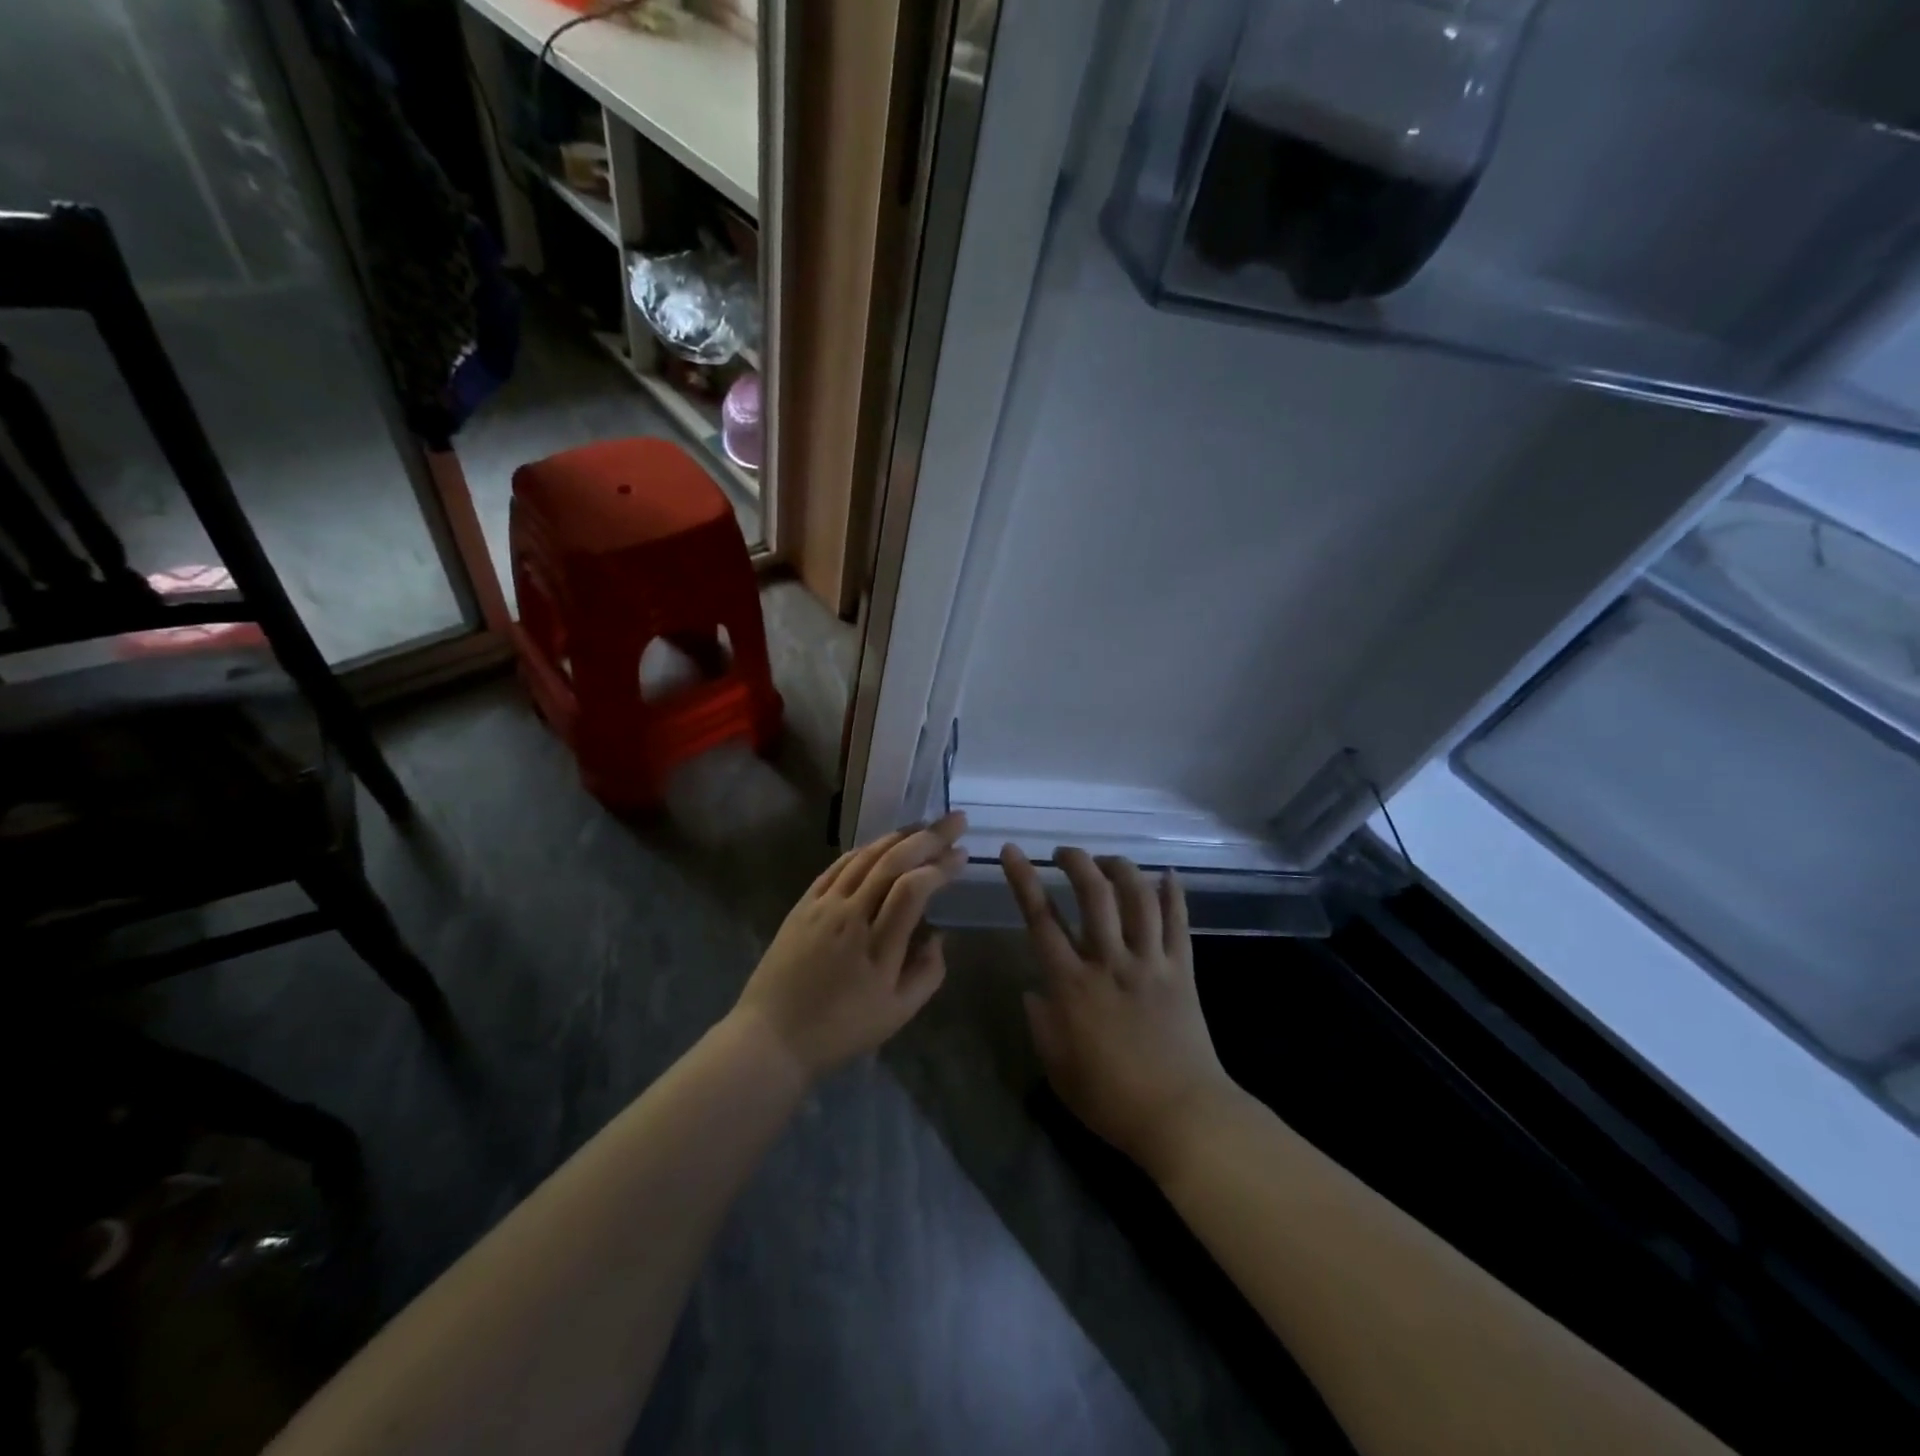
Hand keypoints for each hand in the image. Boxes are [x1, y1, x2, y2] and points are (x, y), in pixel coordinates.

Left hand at [732, 813, 968, 1080]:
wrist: (773, 1036)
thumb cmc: (840, 1030)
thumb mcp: (897, 1014)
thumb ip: (928, 973)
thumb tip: (938, 935)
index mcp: (878, 947)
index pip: (913, 889)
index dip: (940, 866)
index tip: (962, 856)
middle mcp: (851, 916)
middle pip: (892, 862)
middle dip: (929, 837)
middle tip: (956, 821)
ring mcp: (824, 906)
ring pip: (865, 857)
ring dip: (899, 836)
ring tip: (926, 826)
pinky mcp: (804, 904)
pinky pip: (838, 866)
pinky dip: (865, 849)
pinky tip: (882, 844)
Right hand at [1002, 844, 1233, 1178]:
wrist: (1182, 1117)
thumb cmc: (1112, 1100)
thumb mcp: (1058, 1069)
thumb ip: (1041, 1025)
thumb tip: (1034, 991)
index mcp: (1073, 986)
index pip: (1041, 919)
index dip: (1023, 880)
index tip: (1012, 852)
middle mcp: (1110, 962)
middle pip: (1094, 894)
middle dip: (1077, 862)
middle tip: (1065, 853)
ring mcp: (1150, 963)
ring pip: (1137, 898)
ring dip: (1121, 869)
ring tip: (1108, 860)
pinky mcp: (1182, 970)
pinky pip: (1179, 922)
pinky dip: (1173, 894)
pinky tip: (1167, 875)